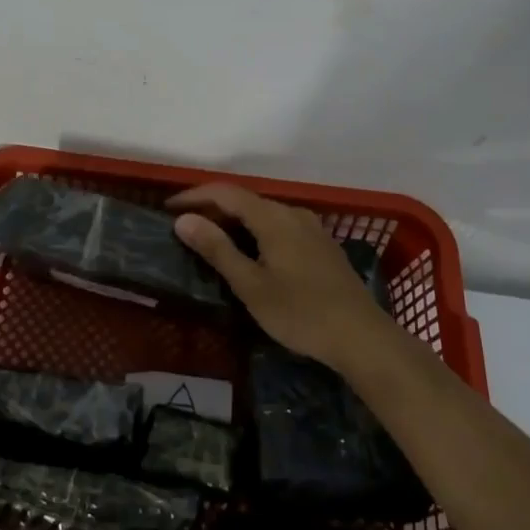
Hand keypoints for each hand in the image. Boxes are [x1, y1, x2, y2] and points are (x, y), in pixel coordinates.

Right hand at [169, 184, 394, 370]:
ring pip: (264, 213)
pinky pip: (280, 226)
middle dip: (212, 208)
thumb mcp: (251, 285)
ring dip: (235, 220)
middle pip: (245, 200)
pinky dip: (256, 231)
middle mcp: (293, 213)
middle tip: (185, 227)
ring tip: (212, 239)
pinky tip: (251, 252)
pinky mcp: (321, 246)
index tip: (168, 208)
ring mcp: (311, 228)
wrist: (362, 337)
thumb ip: (217, 249)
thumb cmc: (301, 312)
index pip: (226, 192)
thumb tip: (183, 219)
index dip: (195, 196)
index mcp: (273, 218)